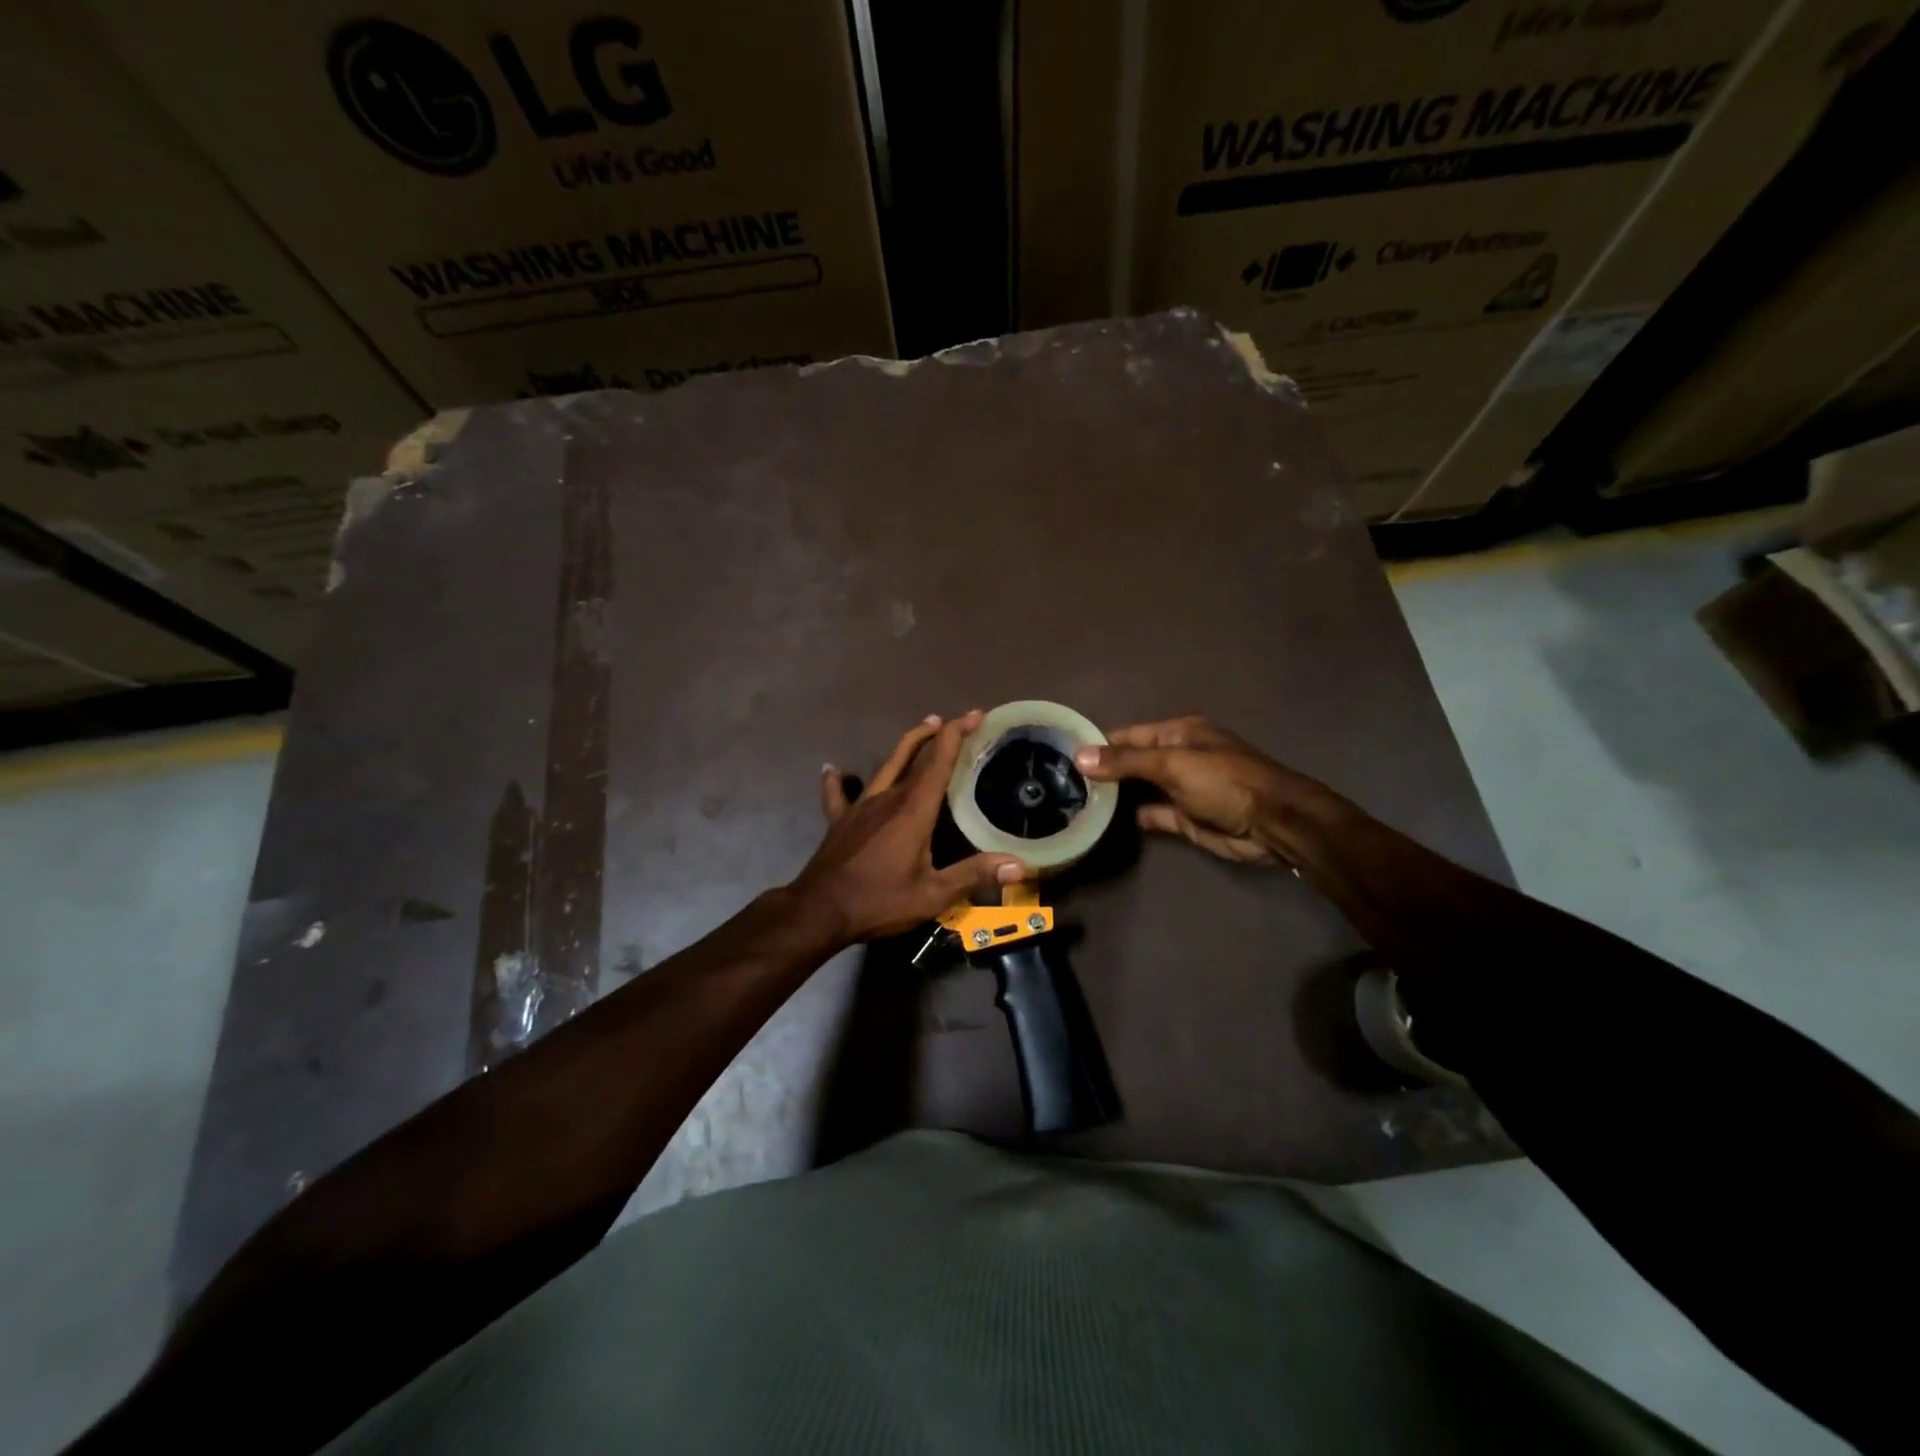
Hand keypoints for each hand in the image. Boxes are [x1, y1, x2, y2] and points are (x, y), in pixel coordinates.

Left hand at [792, 712, 1025, 944]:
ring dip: (905, 747)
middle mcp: (887, 799)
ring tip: (921, 730)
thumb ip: (973, 875)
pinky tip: (833, 770)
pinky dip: (838, 780)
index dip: (957, 735)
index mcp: (913, 811)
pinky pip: (838, 794)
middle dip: (937, 735)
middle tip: (953, 721)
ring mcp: (860, 807)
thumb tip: (1018, 864)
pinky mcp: (840, 821)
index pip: (938, 762)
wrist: (820, 911)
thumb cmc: (880, 901)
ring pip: (885, 767)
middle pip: (913, 756)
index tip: (976, 715)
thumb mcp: (932, 895)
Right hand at [1074, 715, 1327, 864]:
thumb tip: (1080, 756)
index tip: (1061, 755)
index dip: (1096, 744)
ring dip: (1112, 795)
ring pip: (1137, 789)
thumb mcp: (1173, 764)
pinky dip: (1129, 817)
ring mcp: (1180, 789)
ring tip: (1071, 802)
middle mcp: (1176, 757)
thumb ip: (1126, 762)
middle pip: (1130, 762)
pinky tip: (1100, 822)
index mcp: (1177, 733)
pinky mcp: (1183, 818)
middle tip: (1058, 782)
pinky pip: (1150, 814)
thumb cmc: (1225, 782)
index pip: (1127, 735)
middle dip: (1101, 770)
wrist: (1274, 824)